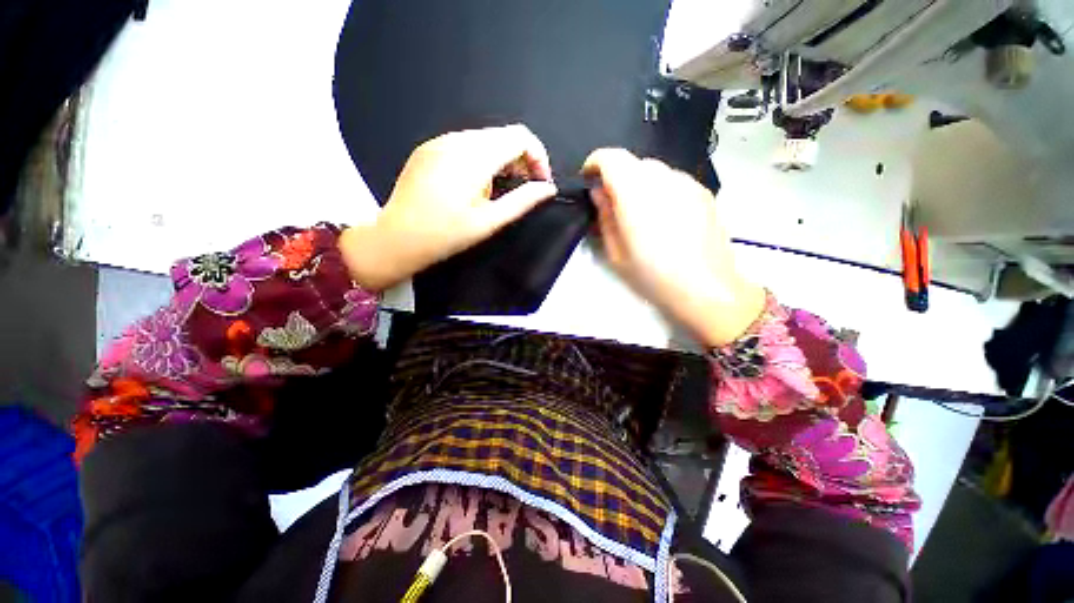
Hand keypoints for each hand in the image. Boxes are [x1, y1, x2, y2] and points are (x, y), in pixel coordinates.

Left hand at [340, 125, 557, 290]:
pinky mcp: (429, 149)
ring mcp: (439, 142)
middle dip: (521, 159)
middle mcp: (456, 140)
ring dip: (501, 159)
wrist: (397, 238)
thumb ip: (522, 201)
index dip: (538, 156)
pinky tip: (476, 184)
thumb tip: (548, 189)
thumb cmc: (446, 234)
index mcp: (474, 157)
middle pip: (503, 135)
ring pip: (484, 139)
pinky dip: (481, 159)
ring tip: (499, 190)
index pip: (520, 137)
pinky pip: (465, 145)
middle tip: (523, 189)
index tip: (540, 182)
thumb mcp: (490, 221)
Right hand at [582, 149, 764, 346]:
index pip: (611, 157)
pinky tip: (665, 218)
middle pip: (633, 162)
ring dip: (639, 184)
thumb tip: (599, 193)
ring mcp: (687, 183)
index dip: (594, 164)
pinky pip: (673, 181)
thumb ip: (604, 217)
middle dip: (617, 177)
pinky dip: (660, 190)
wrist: (705, 288)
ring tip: (641, 214)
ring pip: (655, 171)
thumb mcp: (616, 252)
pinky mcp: (703, 192)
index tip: (588, 181)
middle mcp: (662, 179)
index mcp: (635, 193)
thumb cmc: (652, 275)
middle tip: (613, 205)